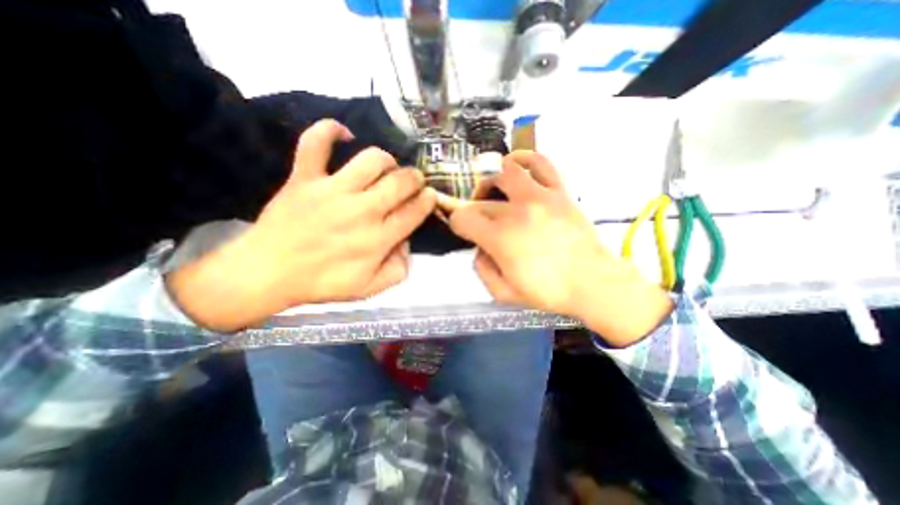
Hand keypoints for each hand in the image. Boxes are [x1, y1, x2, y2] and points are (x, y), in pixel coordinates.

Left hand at [167, 119, 439, 331]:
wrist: (267, 273)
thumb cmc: (322, 283)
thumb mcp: (370, 288)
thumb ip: (398, 269)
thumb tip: (406, 243)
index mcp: (379, 238)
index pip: (415, 211)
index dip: (428, 200)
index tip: (430, 196)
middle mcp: (362, 210)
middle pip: (401, 182)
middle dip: (415, 178)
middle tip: (413, 182)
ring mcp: (332, 191)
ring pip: (371, 159)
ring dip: (387, 159)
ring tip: (387, 166)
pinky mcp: (304, 178)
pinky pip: (315, 143)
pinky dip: (329, 130)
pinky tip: (343, 134)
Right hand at [441, 149, 670, 345]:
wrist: (591, 282)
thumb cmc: (548, 291)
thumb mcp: (503, 293)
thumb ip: (481, 269)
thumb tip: (479, 248)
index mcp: (500, 238)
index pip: (462, 218)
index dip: (458, 225)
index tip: (466, 233)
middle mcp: (515, 211)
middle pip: (480, 201)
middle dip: (474, 214)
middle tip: (483, 225)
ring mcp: (539, 197)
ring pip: (503, 173)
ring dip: (492, 183)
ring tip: (495, 195)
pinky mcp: (558, 192)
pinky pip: (540, 163)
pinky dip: (524, 159)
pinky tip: (516, 166)